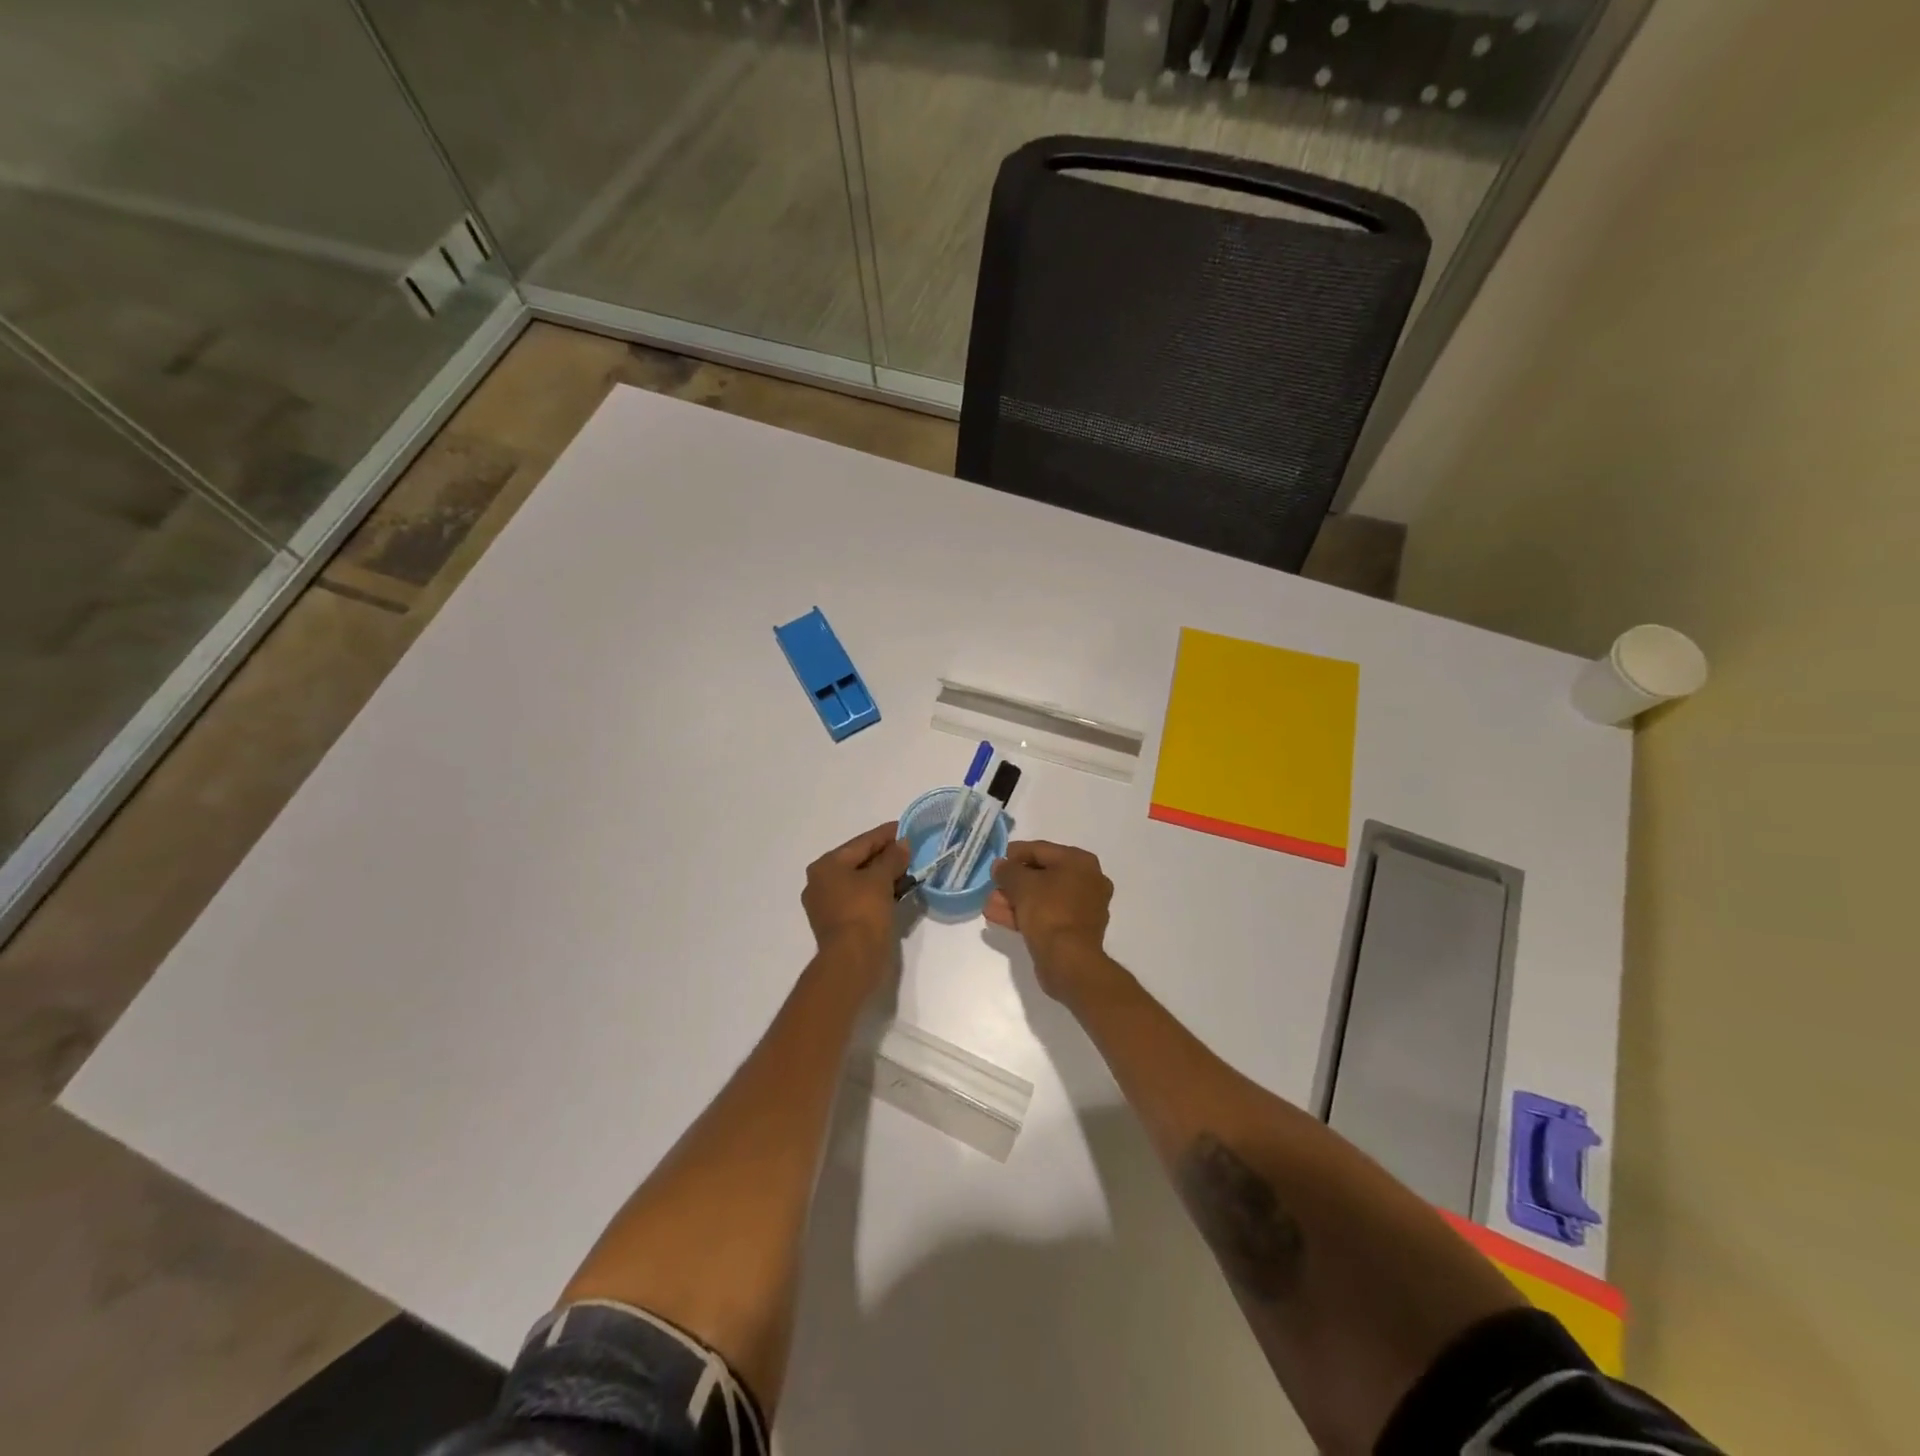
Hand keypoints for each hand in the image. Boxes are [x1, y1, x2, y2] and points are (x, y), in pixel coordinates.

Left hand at [802, 822, 909, 967]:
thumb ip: (893, 858)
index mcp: (826, 866)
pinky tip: (899, 890)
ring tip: (910, 869)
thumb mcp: (881, 880)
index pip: (861, 843)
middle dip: (886, 856)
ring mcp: (828, 904)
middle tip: (911, 849)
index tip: (906, 828)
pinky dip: (879, 892)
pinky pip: (862, 898)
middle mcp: (821, 882)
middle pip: (859, 861)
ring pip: (861, 881)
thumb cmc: (863, 912)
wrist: (852, 961)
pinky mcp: (839, 922)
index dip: (885, 834)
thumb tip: (903, 843)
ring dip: (885, 875)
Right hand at [985, 840, 1115, 1000]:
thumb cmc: (1048, 912)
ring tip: (990, 905)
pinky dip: (1026, 915)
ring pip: (1043, 897)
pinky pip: (1048, 915)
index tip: (996, 863)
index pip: (1041, 850)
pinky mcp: (1076, 930)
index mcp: (1080, 862)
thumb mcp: (1021, 884)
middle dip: (1013, 883)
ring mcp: (1084, 907)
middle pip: (1042, 875)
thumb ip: (1007, 870)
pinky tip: (999, 918)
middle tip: (992, 887)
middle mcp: (1088, 880)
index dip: (1015, 854)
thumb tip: (1000, 866)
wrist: (1069, 960)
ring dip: (1015, 900)